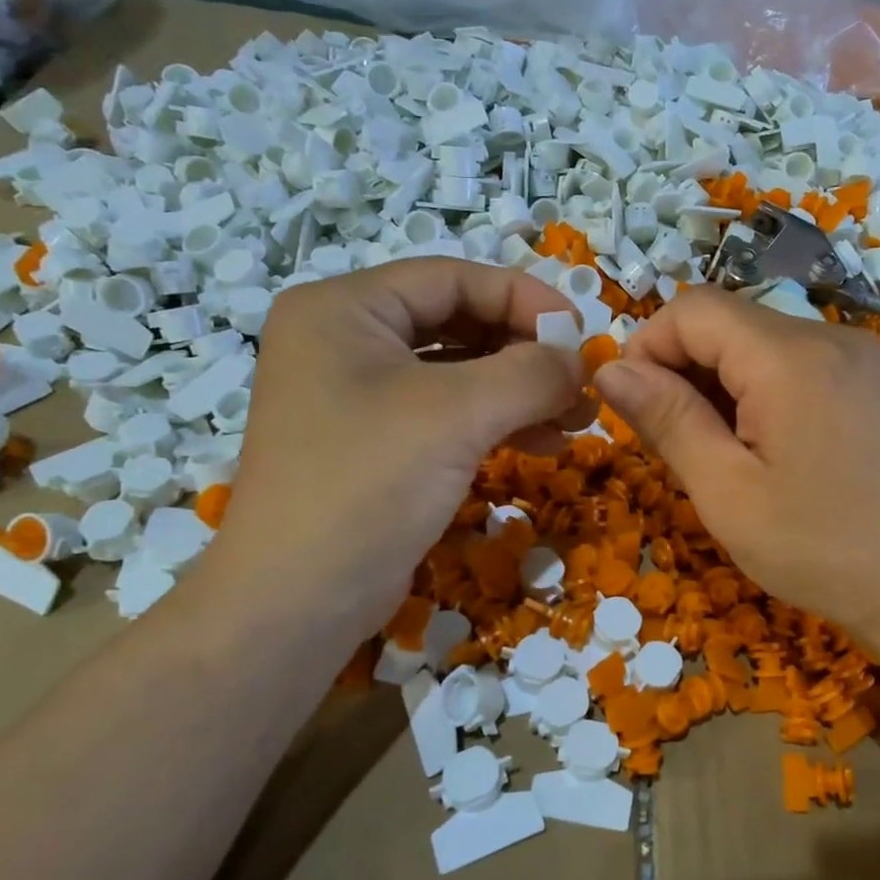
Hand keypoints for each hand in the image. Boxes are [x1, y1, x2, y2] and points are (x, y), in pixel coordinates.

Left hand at [196, 259, 585, 650]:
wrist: (296, 602)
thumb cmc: (368, 485)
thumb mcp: (457, 414)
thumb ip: (530, 372)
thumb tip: (580, 361)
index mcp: (344, 309)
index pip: (451, 278)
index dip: (524, 298)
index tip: (581, 332)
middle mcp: (345, 341)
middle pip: (457, 322)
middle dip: (526, 351)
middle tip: (582, 382)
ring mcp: (357, 396)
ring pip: (458, 372)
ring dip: (520, 390)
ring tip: (577, 418)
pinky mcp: (375, 444)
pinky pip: (447, 413)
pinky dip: (497, 422)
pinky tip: (543, 443)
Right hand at [594, 288, 879, 654]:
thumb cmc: (817, 550)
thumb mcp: (726, 492)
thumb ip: (667, 419)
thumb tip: (608, 368)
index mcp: (789, 357)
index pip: (692, 309)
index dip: (648, 347)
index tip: (635, 409)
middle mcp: (826, 336)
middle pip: (724, 321)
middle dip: (681, 368)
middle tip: (674, 443)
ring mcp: (851, 355)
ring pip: (753, 340)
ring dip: (715, 382)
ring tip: (715, 452)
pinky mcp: (861, 379)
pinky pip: (786, 361)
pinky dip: (752, 389)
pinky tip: (755, 444)